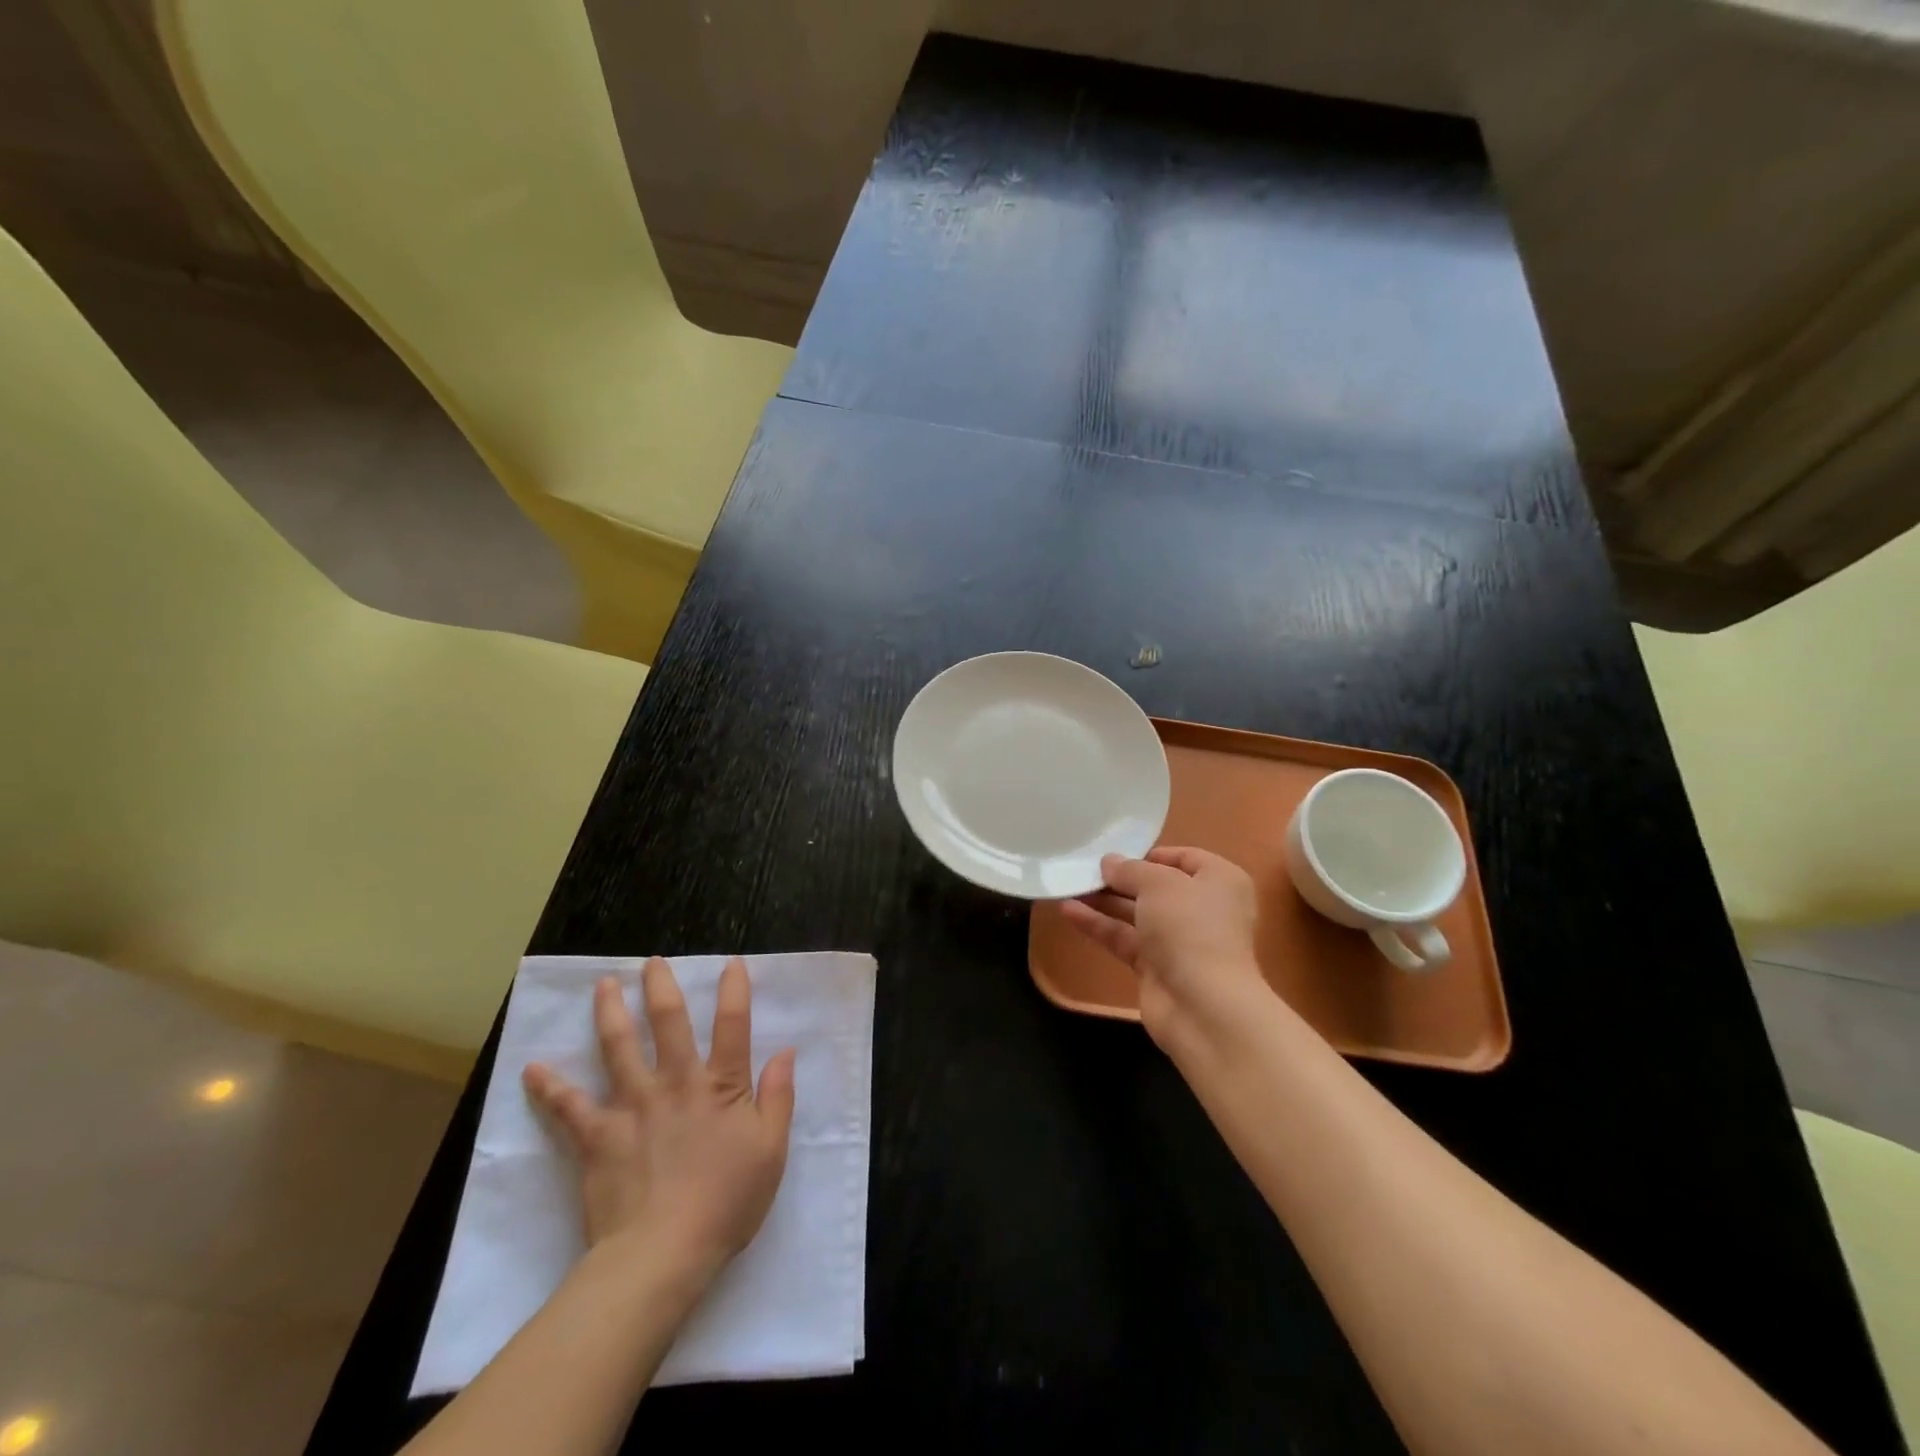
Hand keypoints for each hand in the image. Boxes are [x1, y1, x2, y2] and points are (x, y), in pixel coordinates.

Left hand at [522, 957, 796, 1280]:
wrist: (662, 1255)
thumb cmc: (726, 1203)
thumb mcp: (771, 1151)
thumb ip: (778, 1097)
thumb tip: (786, 1051)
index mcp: (720, 1085)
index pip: (732, 1025)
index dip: (734, 991)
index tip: (730, 964)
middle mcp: (675, 1082)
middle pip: (668, 1022)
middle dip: (660, 986)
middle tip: (651, 962)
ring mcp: (633, 1106)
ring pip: (618, 1048)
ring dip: (610, 1013)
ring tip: (603, 986)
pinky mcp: (598, 1137)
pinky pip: (569, 1107)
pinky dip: (550, 1087)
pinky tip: (532, 1069)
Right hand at [1061, 846, 1266, 1041]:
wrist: (1203, 1006)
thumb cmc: (1190, 928)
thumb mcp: (1158, 884)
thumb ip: (1129, 870)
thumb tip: (1109, 862)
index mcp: (1220, 881)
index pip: (1184, 857)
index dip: (1150, 854)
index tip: (1117, 854)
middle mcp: (1203, 909)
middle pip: (1156, 886)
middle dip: (1120, 879)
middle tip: (1084, 868)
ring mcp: (1179, 941)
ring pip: (1136, 913)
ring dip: (1103, 900)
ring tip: (1068, 885)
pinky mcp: (1156, 967)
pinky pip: (1124, 938)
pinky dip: (1099, 925)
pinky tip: (1068, 911)